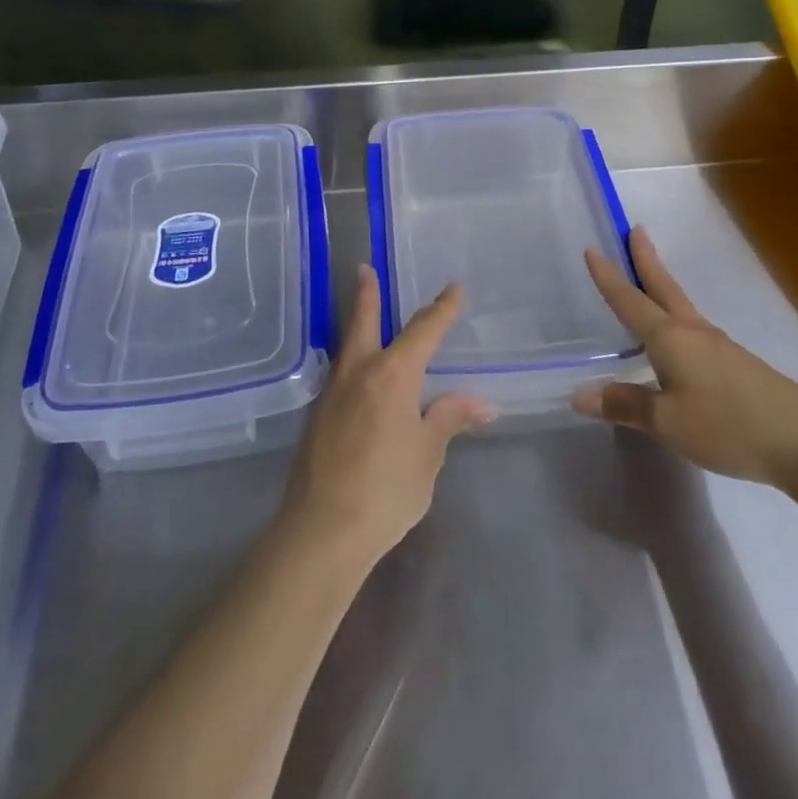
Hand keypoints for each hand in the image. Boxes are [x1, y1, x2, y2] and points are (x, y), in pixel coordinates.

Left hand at [279, 266, 495, 563]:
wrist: (323, 529)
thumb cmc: (386, 488)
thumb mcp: (427, 454)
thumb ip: (449, 419)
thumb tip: (481, 403)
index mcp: (392, 374)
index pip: (423, 330)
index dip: (441, 309)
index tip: (453, 290)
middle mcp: (358, 372)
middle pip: (362, 321)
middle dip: (367, 294)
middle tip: (363, 268)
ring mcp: (332, 394)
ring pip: (346, 347)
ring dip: (355, 326)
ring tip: (361, 315)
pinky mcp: (316, 418)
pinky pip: (339, 375)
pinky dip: (351, 361)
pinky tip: (356, 376)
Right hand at [571, 227, 797, 488]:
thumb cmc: (728, 425)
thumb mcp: (668, 422)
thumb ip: (624, 405)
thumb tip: (579, 392)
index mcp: (671, 338)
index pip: (630, 301)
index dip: (609, 277)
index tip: (592, 248)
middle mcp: (694, 332)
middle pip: (664, 287)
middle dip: (646, 260)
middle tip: (636, 230)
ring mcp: (720, 347)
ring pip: (681, 307)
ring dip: (661, 286)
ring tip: (649, 280)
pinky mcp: (737, 365)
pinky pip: (695, 331)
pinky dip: (676, 318)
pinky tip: (679, 340)